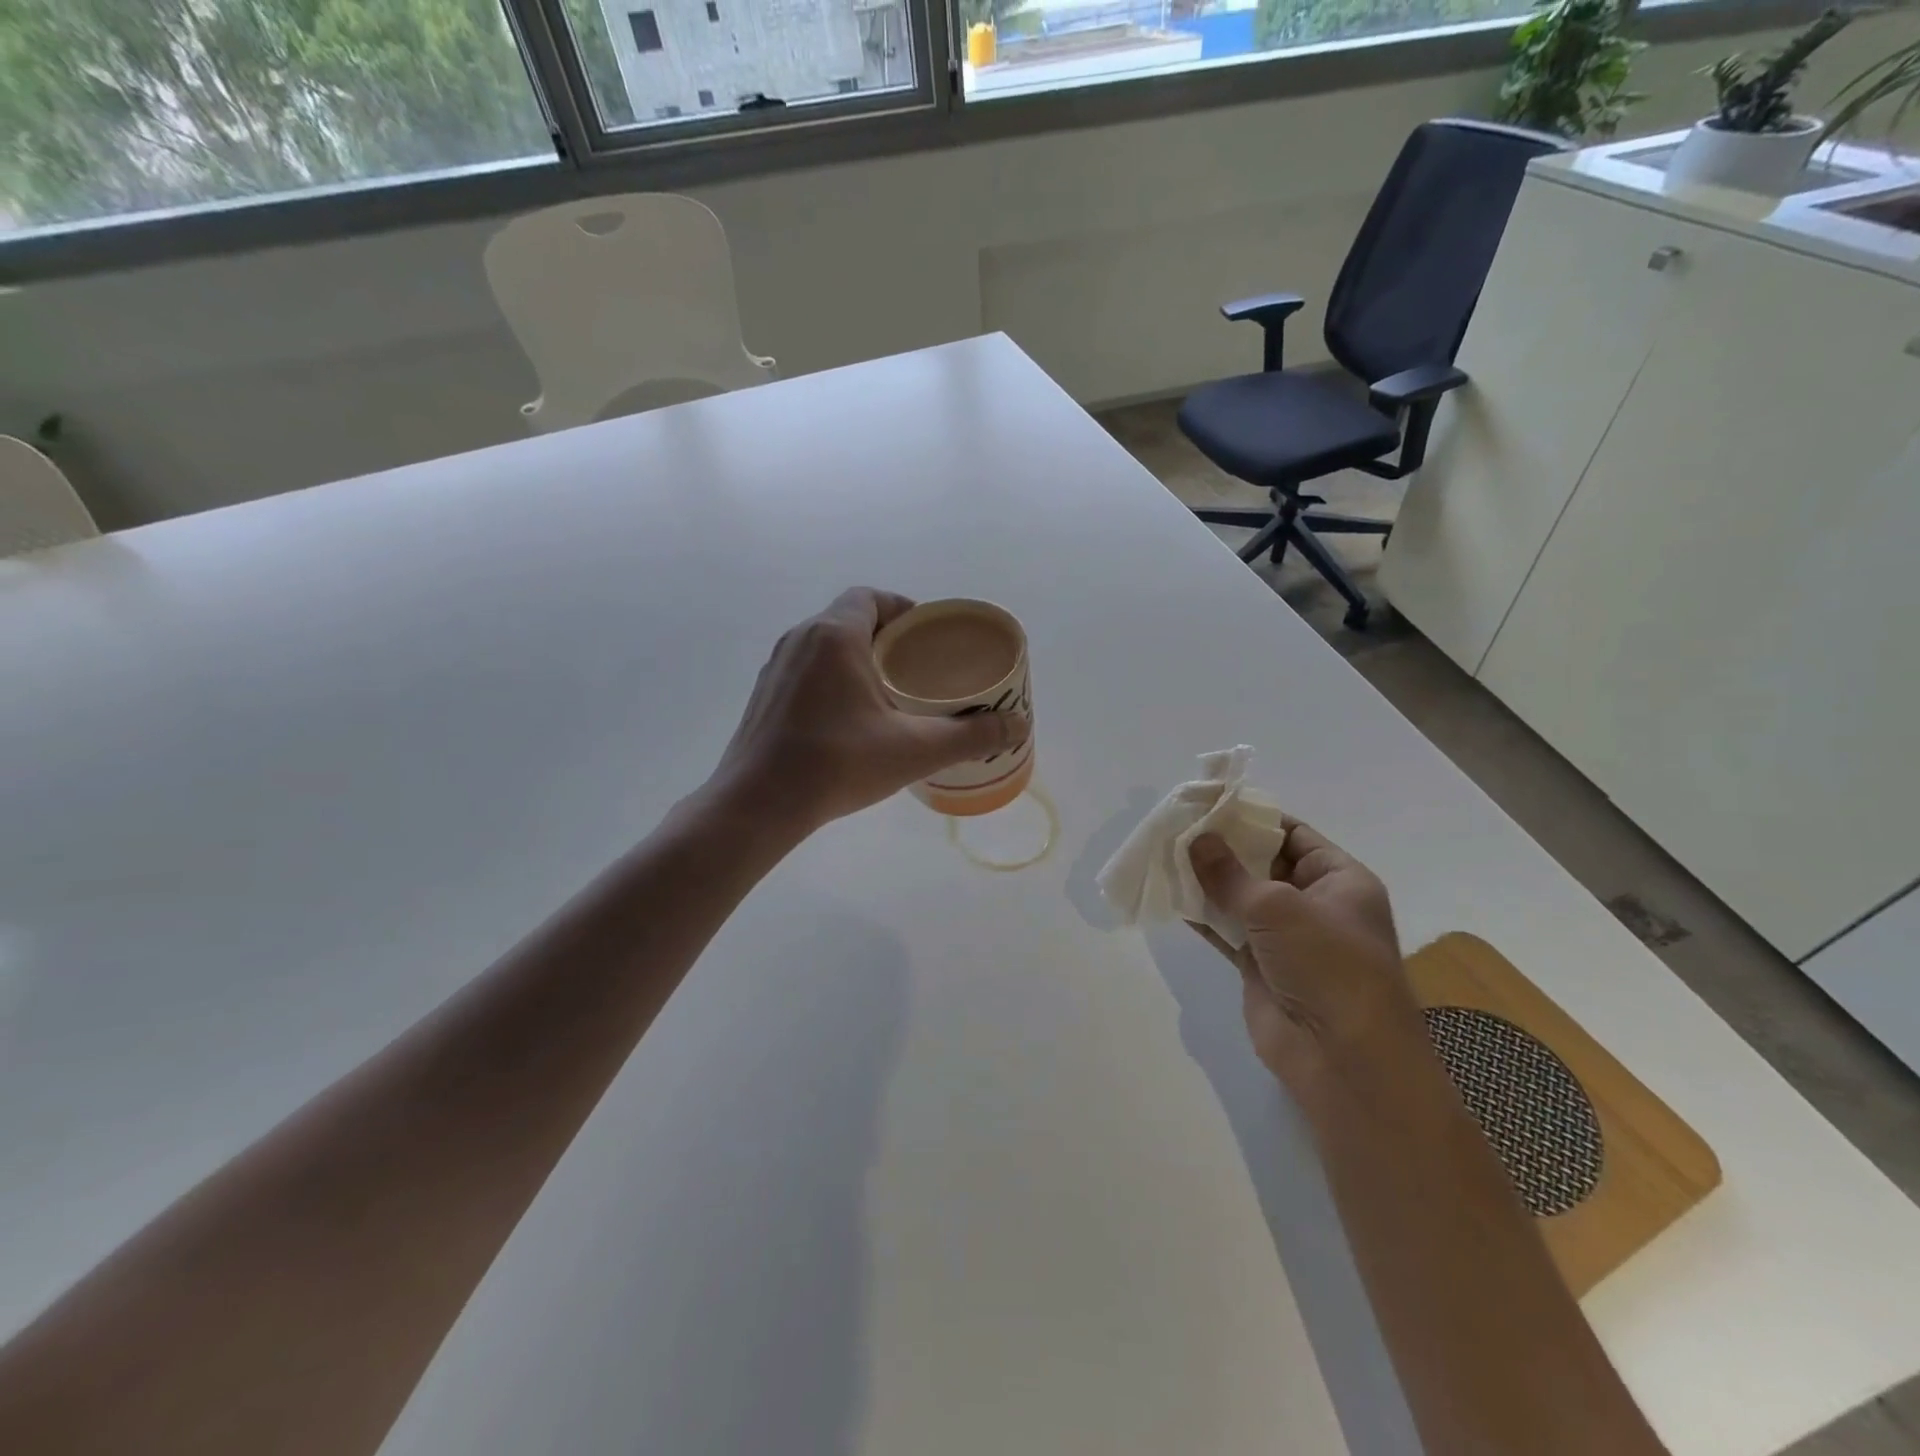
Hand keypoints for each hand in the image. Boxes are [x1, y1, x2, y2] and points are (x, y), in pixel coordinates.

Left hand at [714, 588, 1028, 831]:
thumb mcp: (914, 750)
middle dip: (886, 637)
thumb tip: (1018, 726)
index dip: (903, 609)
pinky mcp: (764, 696)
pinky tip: (850, 719)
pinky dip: (832, 680)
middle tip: (918, 668)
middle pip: (850, 619)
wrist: (758, 804)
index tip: (927, 636)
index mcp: (834, 635)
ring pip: (825, 646)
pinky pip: (806, 671)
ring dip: (857, 658)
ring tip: (889, 693)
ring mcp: (776, 668)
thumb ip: (970, 735)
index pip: (871, 597)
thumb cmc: (838, 764)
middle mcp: (800, 640)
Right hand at [1189, 822, 1425, 1095]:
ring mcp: (1286, 938)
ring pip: (1239, 897)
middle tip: (1176, 826)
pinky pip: (1226, 929)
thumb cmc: (1327, 964)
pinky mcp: (1260, 966)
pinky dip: (1200, 915)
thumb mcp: (1278, 907)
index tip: (1208, 804)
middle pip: (1262, 863)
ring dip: (1205, 879)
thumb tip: (1196, 839)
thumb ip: (1230, 873)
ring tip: (1163, 854)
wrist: (1343, 1057)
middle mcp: (1315, 904)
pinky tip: (1169, 895)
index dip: (1252, 817)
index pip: (1292, 834)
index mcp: (1340, 880)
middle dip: (1222, 847)